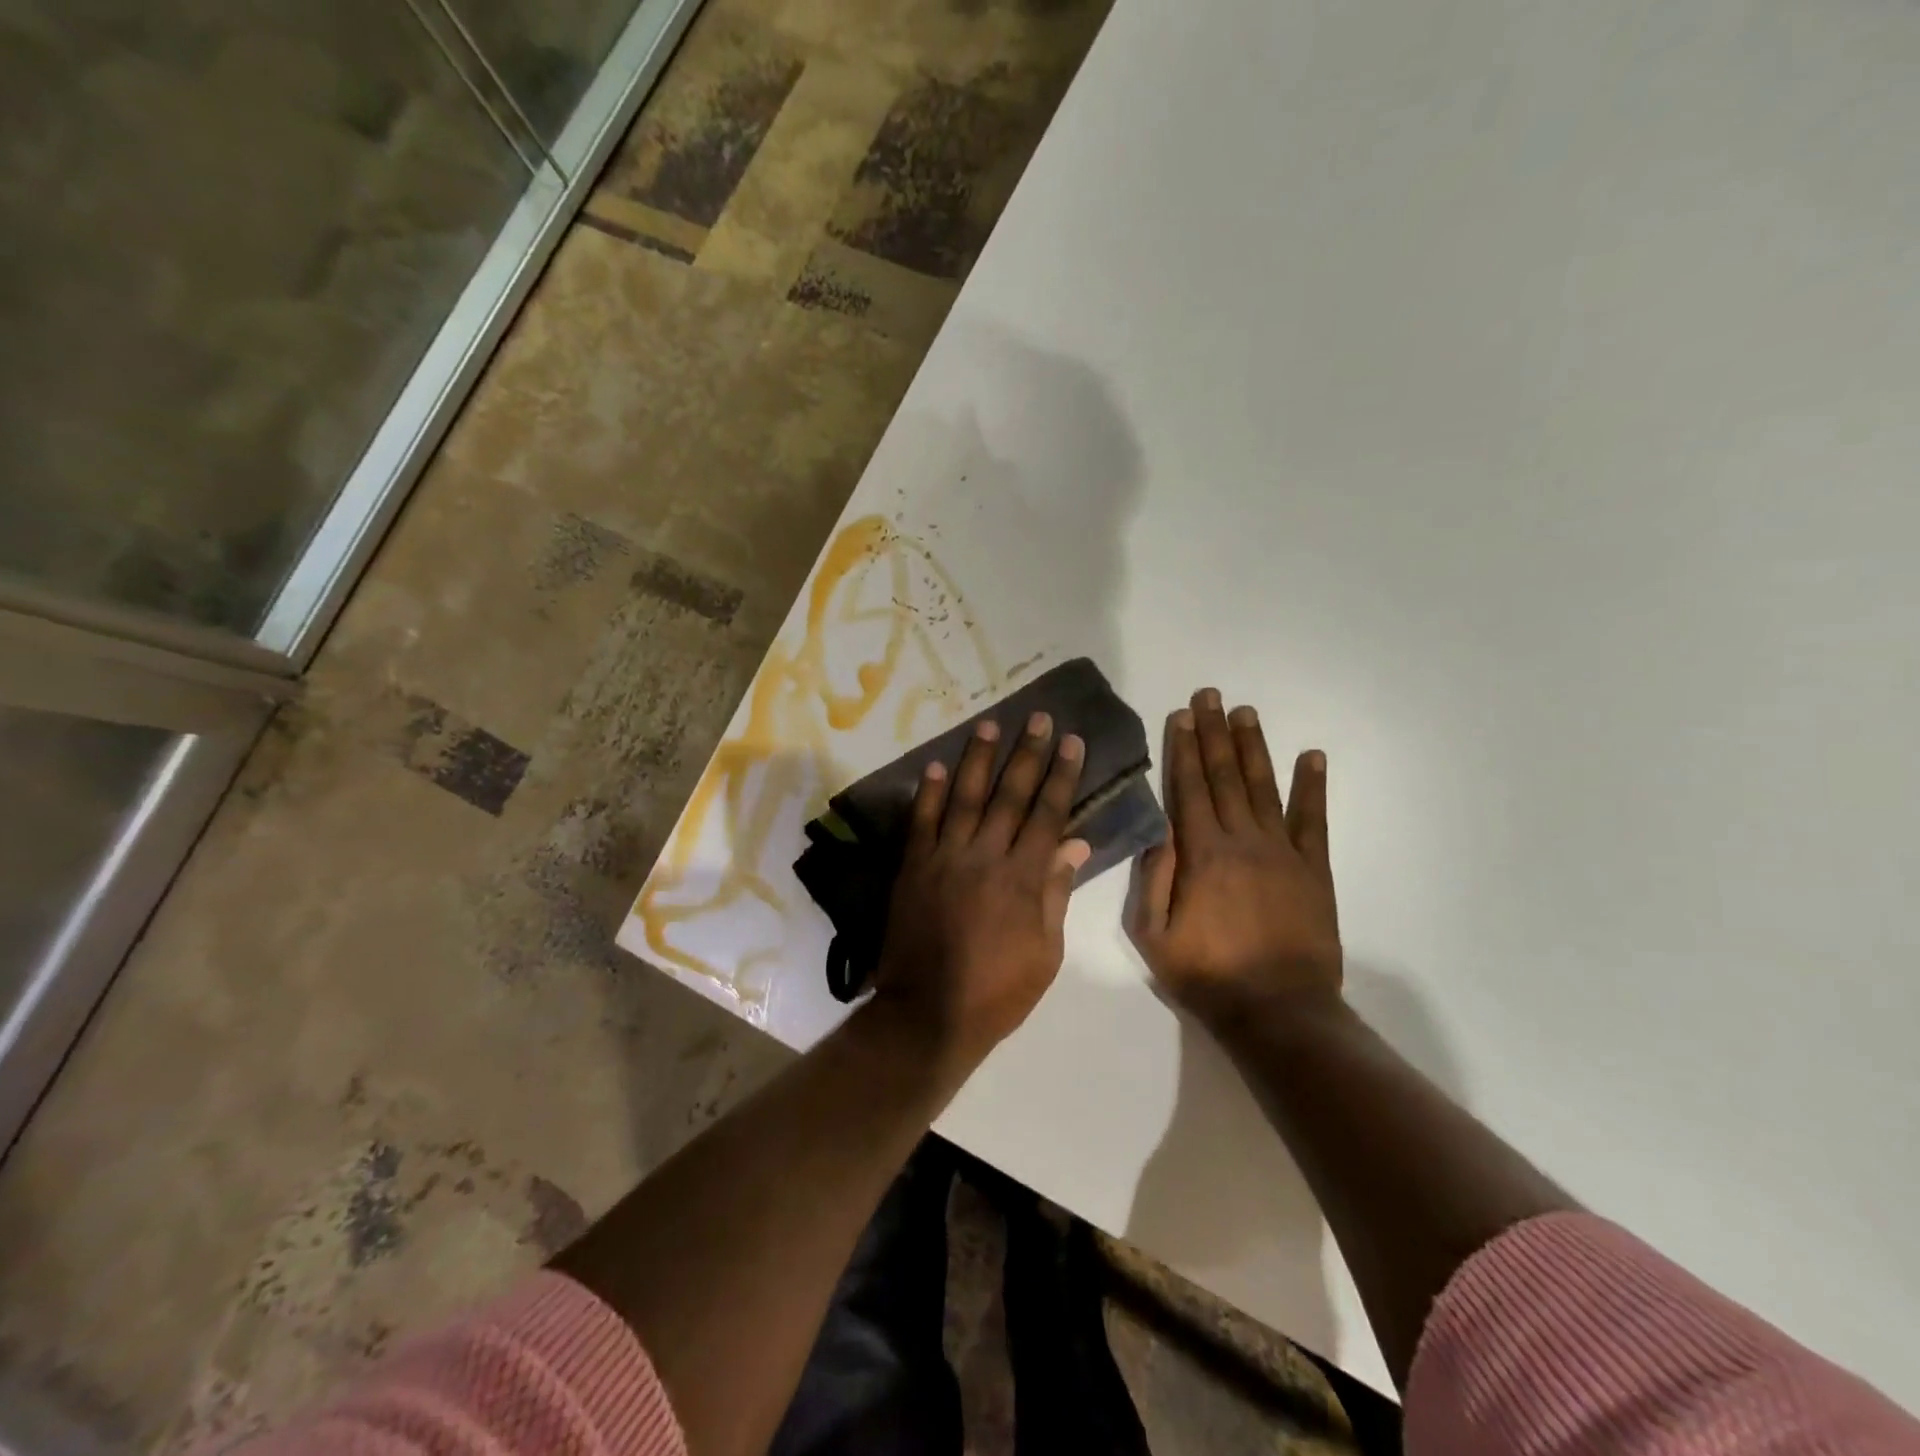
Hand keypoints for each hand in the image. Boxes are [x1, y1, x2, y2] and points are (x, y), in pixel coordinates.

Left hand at [872, 713, 1090, 1062]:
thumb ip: (1056, 892)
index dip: (1061, 775)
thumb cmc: (998, 990)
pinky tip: (933, 766)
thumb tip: (1074, 843)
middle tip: (1037, 717)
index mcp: (1023, 878)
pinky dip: (927, 793)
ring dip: (978, 759)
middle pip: (1010, 795)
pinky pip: (922, 822)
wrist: (929, 1012)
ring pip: (965, 798)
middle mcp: (985, 856)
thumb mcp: (1046, 951)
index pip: (1048, 813)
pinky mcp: (914, 867)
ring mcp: (945, 858)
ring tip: (989, 725)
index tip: (1071, 741)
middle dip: (1027, 753)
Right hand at [1129, 688, 1341, 1029]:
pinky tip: (1313, 757)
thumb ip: (1152, 878)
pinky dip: (1313, 786)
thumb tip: (1158, 830)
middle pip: (1225, 776)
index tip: (1182, 715)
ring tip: (1246, 713)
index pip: (1189, 788)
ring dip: (1253, 747)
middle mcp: (1242, 840)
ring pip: (1264, 787)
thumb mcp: (1153, 934)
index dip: (1183, 749)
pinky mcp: (1314, 869)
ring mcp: (1283, 852)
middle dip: (1214, 733)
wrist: (1278, 1011)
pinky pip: (1313, 820)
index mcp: (1201, 854)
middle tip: (1210, 696)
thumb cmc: (1207, 974)